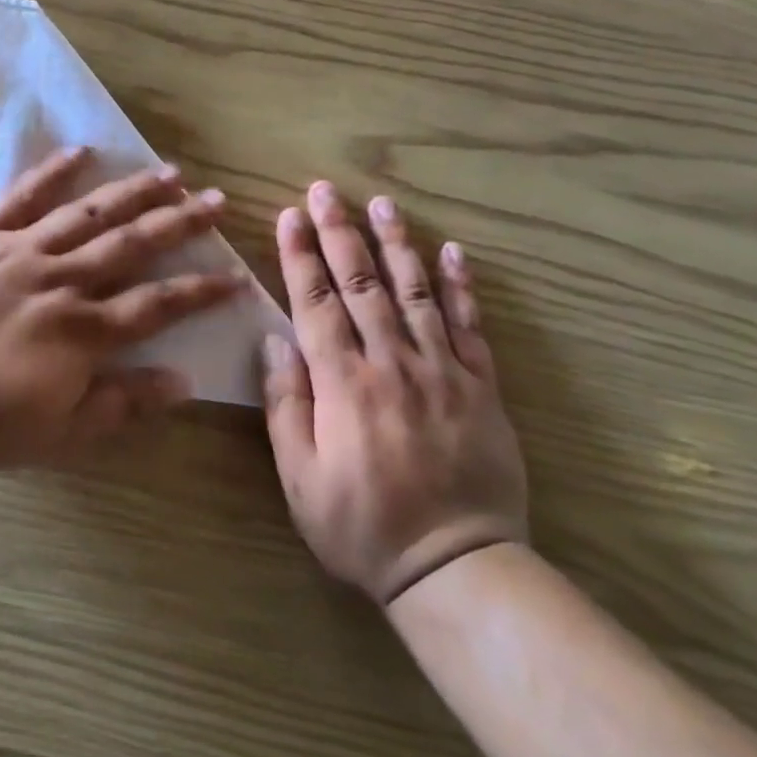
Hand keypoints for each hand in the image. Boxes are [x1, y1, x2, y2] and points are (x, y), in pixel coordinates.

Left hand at [0, 146, 241, 470]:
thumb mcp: (57, 432)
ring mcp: (19, 252)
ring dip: (131, 192)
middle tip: (215, 201)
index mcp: (83, 332)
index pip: (158, 305)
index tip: (235, 273)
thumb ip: (121, 404)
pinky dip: (51, 172)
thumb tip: (184, 381)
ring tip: (168, 172)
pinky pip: (21, 196)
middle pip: (131, 245)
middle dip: (179, 224)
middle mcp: (61, 281)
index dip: (201, 290)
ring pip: (88, 214)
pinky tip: (80, 152)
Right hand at [261, 181, 526, 604]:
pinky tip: (452, 251)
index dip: (300, 256)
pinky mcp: (480, 386)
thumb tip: (276, 340)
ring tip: (381, 204)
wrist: (457, 566)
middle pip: (362, 284)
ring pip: (415, 292)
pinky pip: (469, 326)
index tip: (290, 216)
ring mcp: (442, 371)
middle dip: (340, 233)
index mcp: (343, 384)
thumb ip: (286, 404)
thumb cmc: (362, 525)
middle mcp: (392, 363)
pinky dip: (460, 286)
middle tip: (326, 190)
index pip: (316, 303)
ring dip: (396, 244)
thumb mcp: (300, 477)